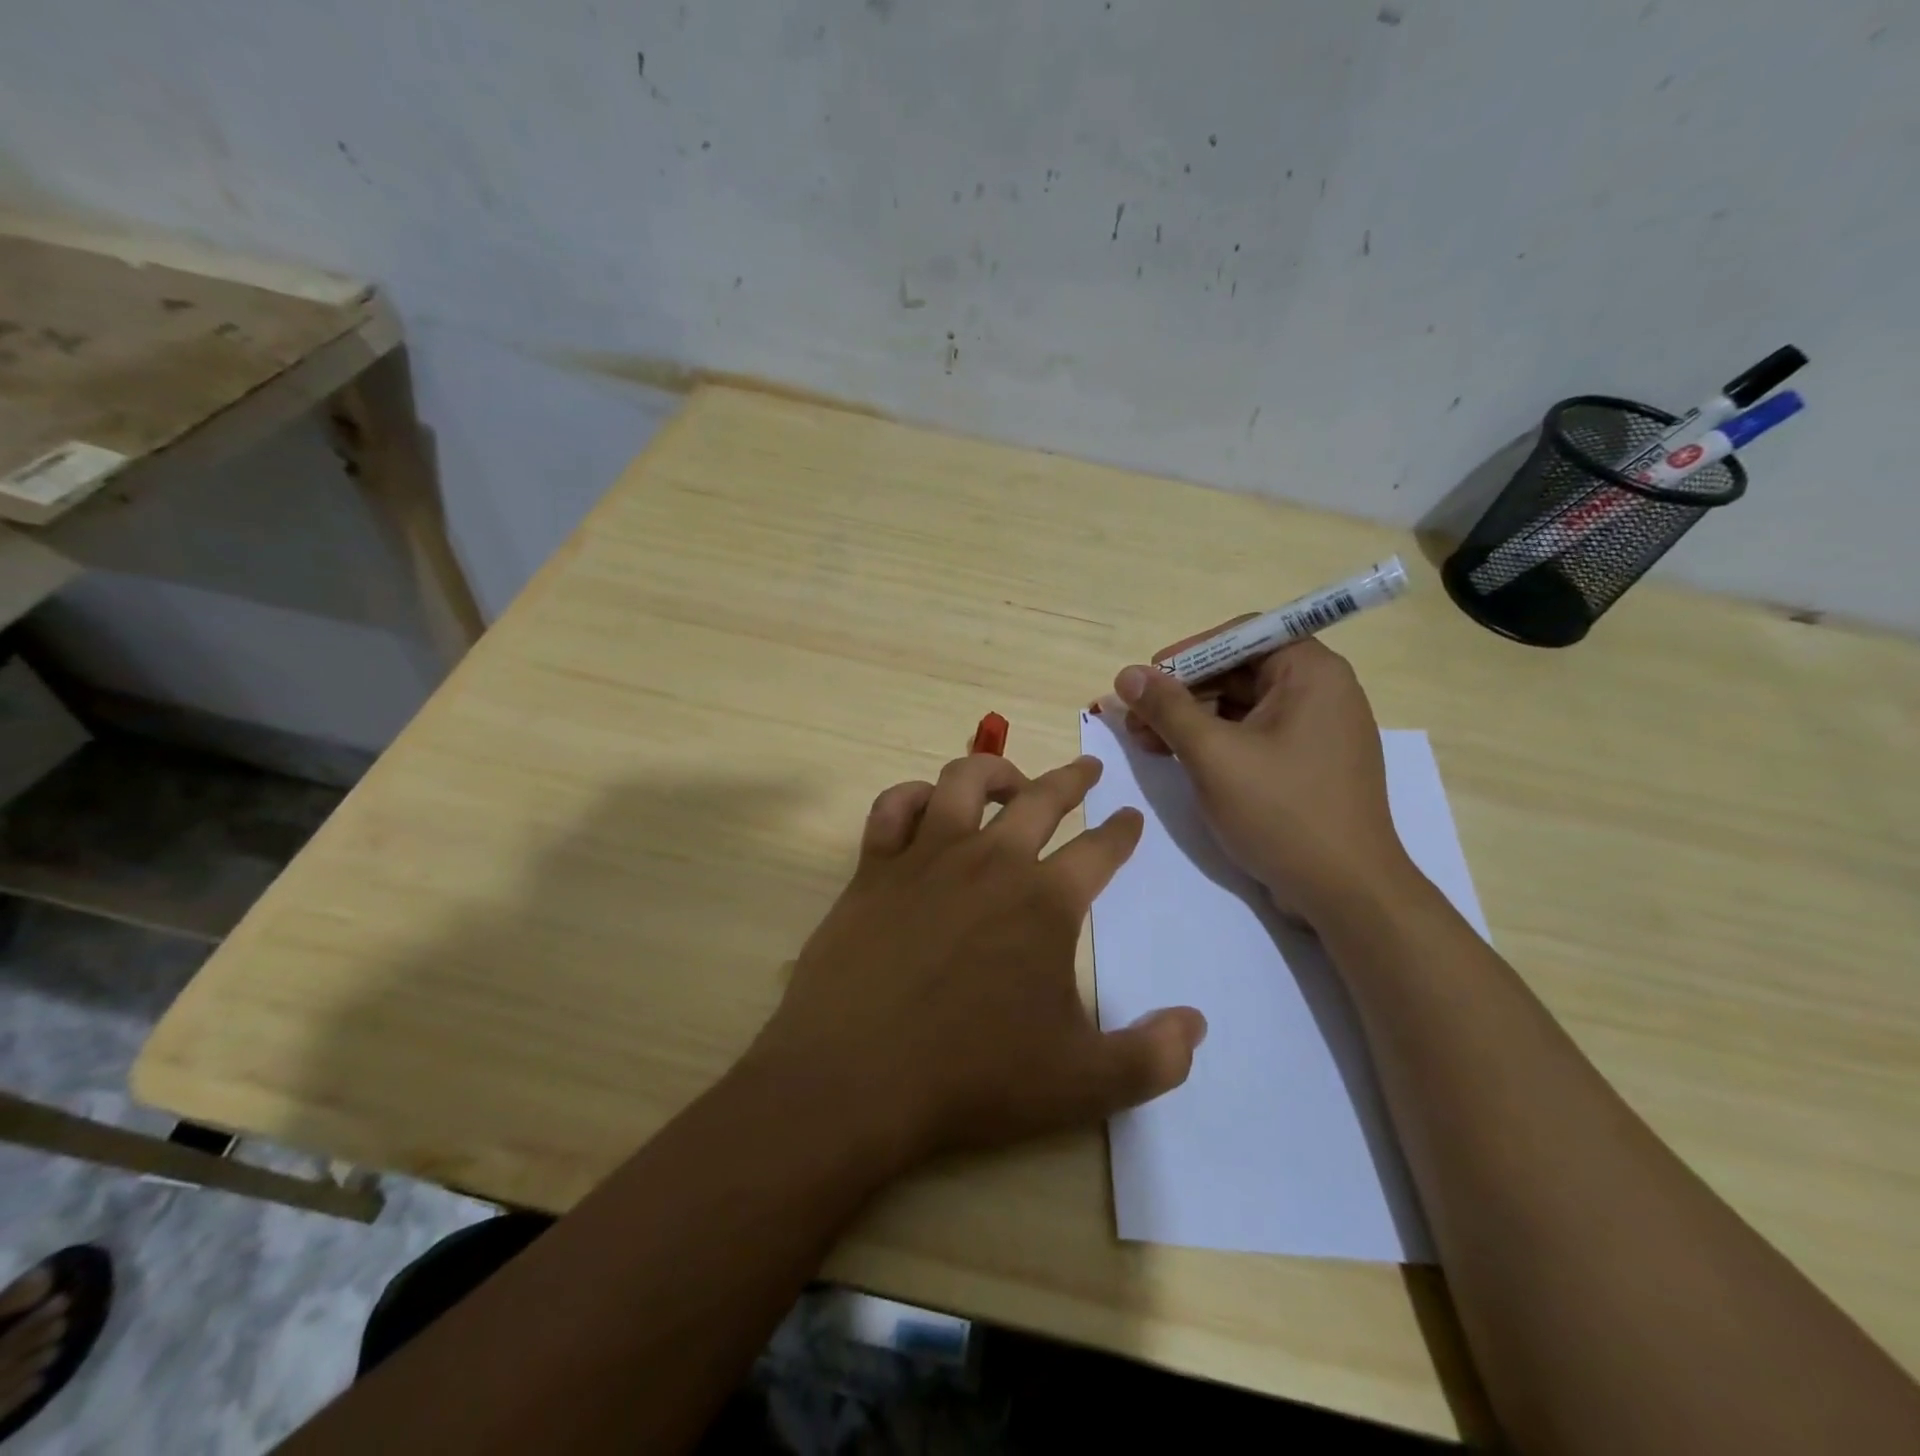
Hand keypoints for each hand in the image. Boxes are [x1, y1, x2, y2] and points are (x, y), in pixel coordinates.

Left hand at [748, 752, 1206, 1169]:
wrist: (856, 1076)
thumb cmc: (973, 1076)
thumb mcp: (1082, 1084)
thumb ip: (1151, 1057)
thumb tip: (1196, 1025)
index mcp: (1045, 901)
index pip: (1100, 850)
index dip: (1122, 832)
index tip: (1130, 817)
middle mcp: (991, 860)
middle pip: (1041, 798)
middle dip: (1072, 778)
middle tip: (1087, 769)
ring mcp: (927, 856)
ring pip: (965, 781)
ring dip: (996, 770)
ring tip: (1011, 781)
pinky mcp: (875, 867)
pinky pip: (893, 808)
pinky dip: (913, 796)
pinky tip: (925, 806)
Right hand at [1114, 636, 1414, 924]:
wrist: (1346, 893)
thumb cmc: (1282, 812)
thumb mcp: (1213, 755)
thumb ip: (1168, 709)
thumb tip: (1127, 674)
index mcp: (1311, 673)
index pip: (1242, 635)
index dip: (1189, 653)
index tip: (1148, 678)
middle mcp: (1320, 692)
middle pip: (1238, 672)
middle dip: (1182, 693)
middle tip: (1136, 718)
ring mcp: (1316, 731)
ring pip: (1241, 707)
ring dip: (1191, 721)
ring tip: (1145, 742)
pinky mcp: (1307, 765)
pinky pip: (1253, 737)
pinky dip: (1215, 744)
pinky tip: (1177, 759)